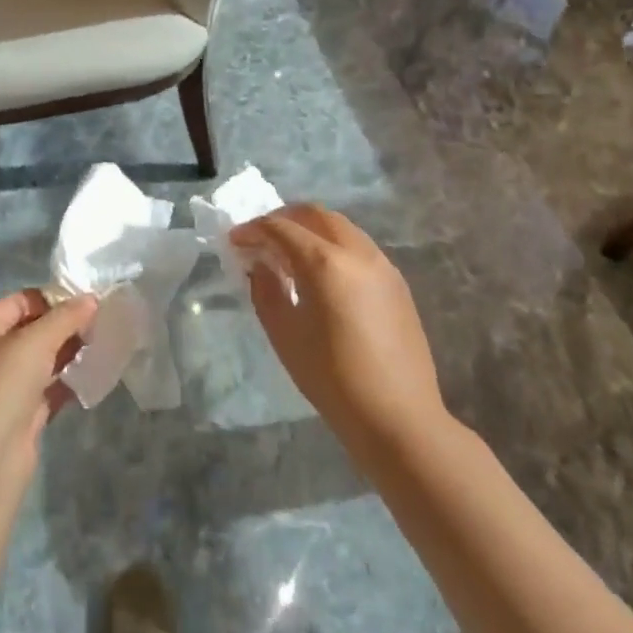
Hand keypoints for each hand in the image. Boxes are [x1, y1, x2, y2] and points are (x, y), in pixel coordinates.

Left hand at [0, 289, 97, 484]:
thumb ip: (66, 317)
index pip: (21, 301)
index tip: (87, 302)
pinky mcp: (20, 414)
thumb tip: (92, 299)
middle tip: (99, 324)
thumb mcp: (36, 341)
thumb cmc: (3, 386)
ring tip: (101, 345)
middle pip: (32, 330)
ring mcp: (5, 386)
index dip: (53, 298)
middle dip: (64, 326)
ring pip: (42, 360)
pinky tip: (93, 375)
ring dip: (69, 353)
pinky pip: (48, 388)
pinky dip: (68, 381)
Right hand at [231, 205, 445, 449]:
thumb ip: (266, 290)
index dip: (253, 229)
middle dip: (284, 219)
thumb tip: (260, 264)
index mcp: (325, 263)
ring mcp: (382, 265)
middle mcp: (357, 252)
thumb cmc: (331, 378)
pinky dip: (333, 246)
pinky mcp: (397, 283)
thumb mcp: (284, 334)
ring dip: (310, 230)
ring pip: (341, 227)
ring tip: (290, 256)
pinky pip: (359, 247)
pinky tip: (322, 275)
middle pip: (315, 214)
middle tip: (261, 238)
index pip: (281, 228)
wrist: (398, 418)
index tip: (234, 241)